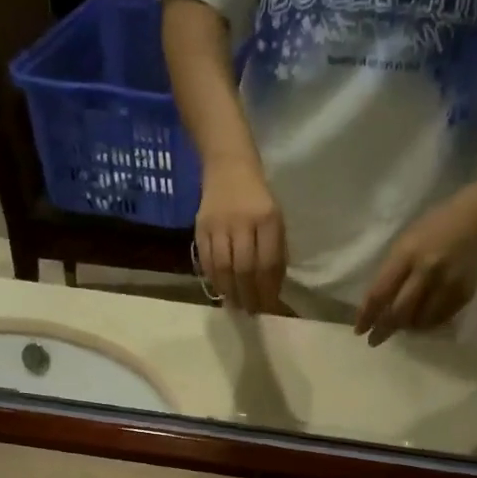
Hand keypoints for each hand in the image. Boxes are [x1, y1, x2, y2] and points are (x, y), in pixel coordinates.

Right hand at [195, 158, 285, 313]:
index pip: (267, 264)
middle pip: (244, 269)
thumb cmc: (257, 199)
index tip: (268, 308)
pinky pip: (207, 261)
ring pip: (223, 268)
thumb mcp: (276, 221)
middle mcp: (242, 221)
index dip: (267, 291)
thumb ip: (275, 253)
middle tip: (251, 312)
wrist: (228, 166)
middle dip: (249, 296)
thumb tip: (272, 290)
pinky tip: (221, 289)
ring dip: (230, 292)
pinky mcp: (200, 228)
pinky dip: (214, 280)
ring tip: (236, 305)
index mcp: (267, 218)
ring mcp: (218, 225)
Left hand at [353, 190, 476, 344]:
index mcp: (407, 254)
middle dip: (384, 330)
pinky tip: (421, 320)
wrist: (476, 219)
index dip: (367, 315)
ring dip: (406, 327)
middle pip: (400, 312)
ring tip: (401, 326)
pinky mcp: (463, 293)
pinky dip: (426, 323)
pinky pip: (439, 319)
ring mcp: (447, 283)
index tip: (359, 330)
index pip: (380, 293)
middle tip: (375, 340)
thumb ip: (391, 273)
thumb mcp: (404, 243)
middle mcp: (427, 270)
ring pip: (420, 321)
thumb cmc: (433, 229)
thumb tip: (377, 308)